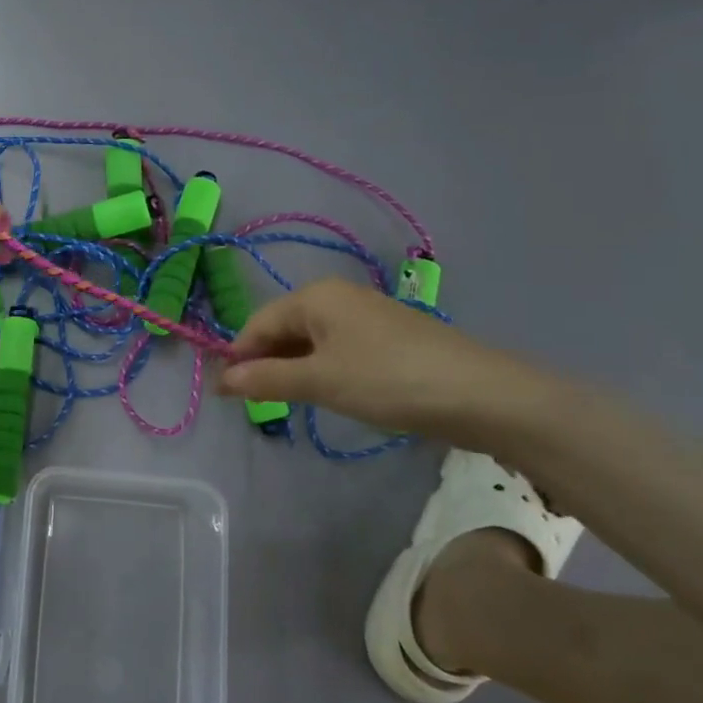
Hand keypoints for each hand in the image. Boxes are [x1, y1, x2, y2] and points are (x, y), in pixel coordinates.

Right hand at [217, 276, 541, 441]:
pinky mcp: (388, 338)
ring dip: (294, 370)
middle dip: (266, 364)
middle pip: (283, 329)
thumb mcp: (319, 382)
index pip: (257, 324)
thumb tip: (221, 380)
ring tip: (290, 403)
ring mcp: (366, 316)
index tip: (226, 397)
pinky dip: (323, 371)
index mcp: (315, 296)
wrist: (482, 395)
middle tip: (258, 405)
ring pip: (311, 341)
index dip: (239, 358)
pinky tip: (329, 394)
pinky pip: (338, 350)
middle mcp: (337, 297)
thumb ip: (266, 380)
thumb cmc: (388, 380)